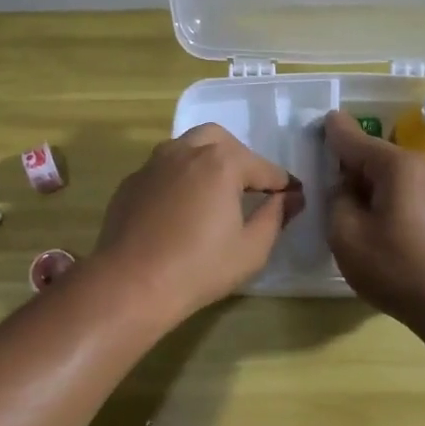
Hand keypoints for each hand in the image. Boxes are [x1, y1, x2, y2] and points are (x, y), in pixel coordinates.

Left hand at [92, 124, 302, 325]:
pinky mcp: (131, 183)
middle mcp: (186, 151)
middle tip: (249, 189)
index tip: (294, 197)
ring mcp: (153, 164)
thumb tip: (289, 197)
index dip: (283, 184)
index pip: (263, 168)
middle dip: (240, 160)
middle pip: (221, 142)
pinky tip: (181, 209)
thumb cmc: (199, 268)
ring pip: (187, 148)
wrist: (131, 284)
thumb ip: (275, 216)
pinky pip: (163, 170)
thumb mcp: (251, 249)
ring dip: (206, 163)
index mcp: (221, 162)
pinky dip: (179, 179)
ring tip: (215, 195)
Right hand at [326, 112, 424, 329]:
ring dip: (360, 183)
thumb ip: (337, 200)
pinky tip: (364, 219)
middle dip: (344, 161)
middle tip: (317, 173)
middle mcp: (417, 167)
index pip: (352, 138)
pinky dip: (377, 198)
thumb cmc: (397, 267)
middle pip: (370, 154)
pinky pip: (397, 191)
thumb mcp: (347, 235)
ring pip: (383, 175)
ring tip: (336, 201)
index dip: (330, 131)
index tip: (314, 122)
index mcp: (395, 165)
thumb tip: (345, 189)